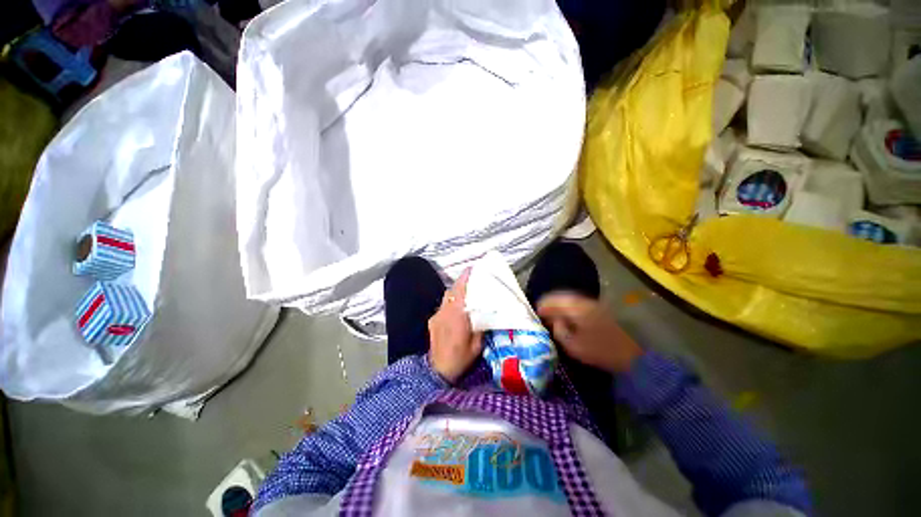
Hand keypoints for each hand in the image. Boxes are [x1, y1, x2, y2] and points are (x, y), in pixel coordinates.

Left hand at [428, 269, 482, 383]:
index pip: (461, 292)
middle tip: (472, 276)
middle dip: (461, 281)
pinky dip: (450, 301)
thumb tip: (483, 311)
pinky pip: (442, 305)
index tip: (472, 269)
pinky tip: (456, 305)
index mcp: (457, 316)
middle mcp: (445, 312)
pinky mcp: (433, 320)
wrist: (438, 370)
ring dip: (455, 290)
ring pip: (446, 297)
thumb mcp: (477, 344)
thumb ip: (479, 326)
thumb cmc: (461, 358)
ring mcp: (437, 315)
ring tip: (466, 288)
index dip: (465, 279)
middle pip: (452, 291)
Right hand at [537, 292, 642, 373]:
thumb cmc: (600, 352)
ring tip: (551, 314)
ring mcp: (592, 303)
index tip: (535, 312)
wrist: (631, 356)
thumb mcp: (574, 346)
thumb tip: (554, 321)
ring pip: (569, 299)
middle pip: (561, 296)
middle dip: (549, 303)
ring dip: (559, 304)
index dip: (542, 306)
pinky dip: (568, 307)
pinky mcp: (599, 309)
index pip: (553, 301)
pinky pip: (577, 303)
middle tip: (541, 312)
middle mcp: (583, 301)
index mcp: (576, 308)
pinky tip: (566, 315)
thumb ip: (559, 331)